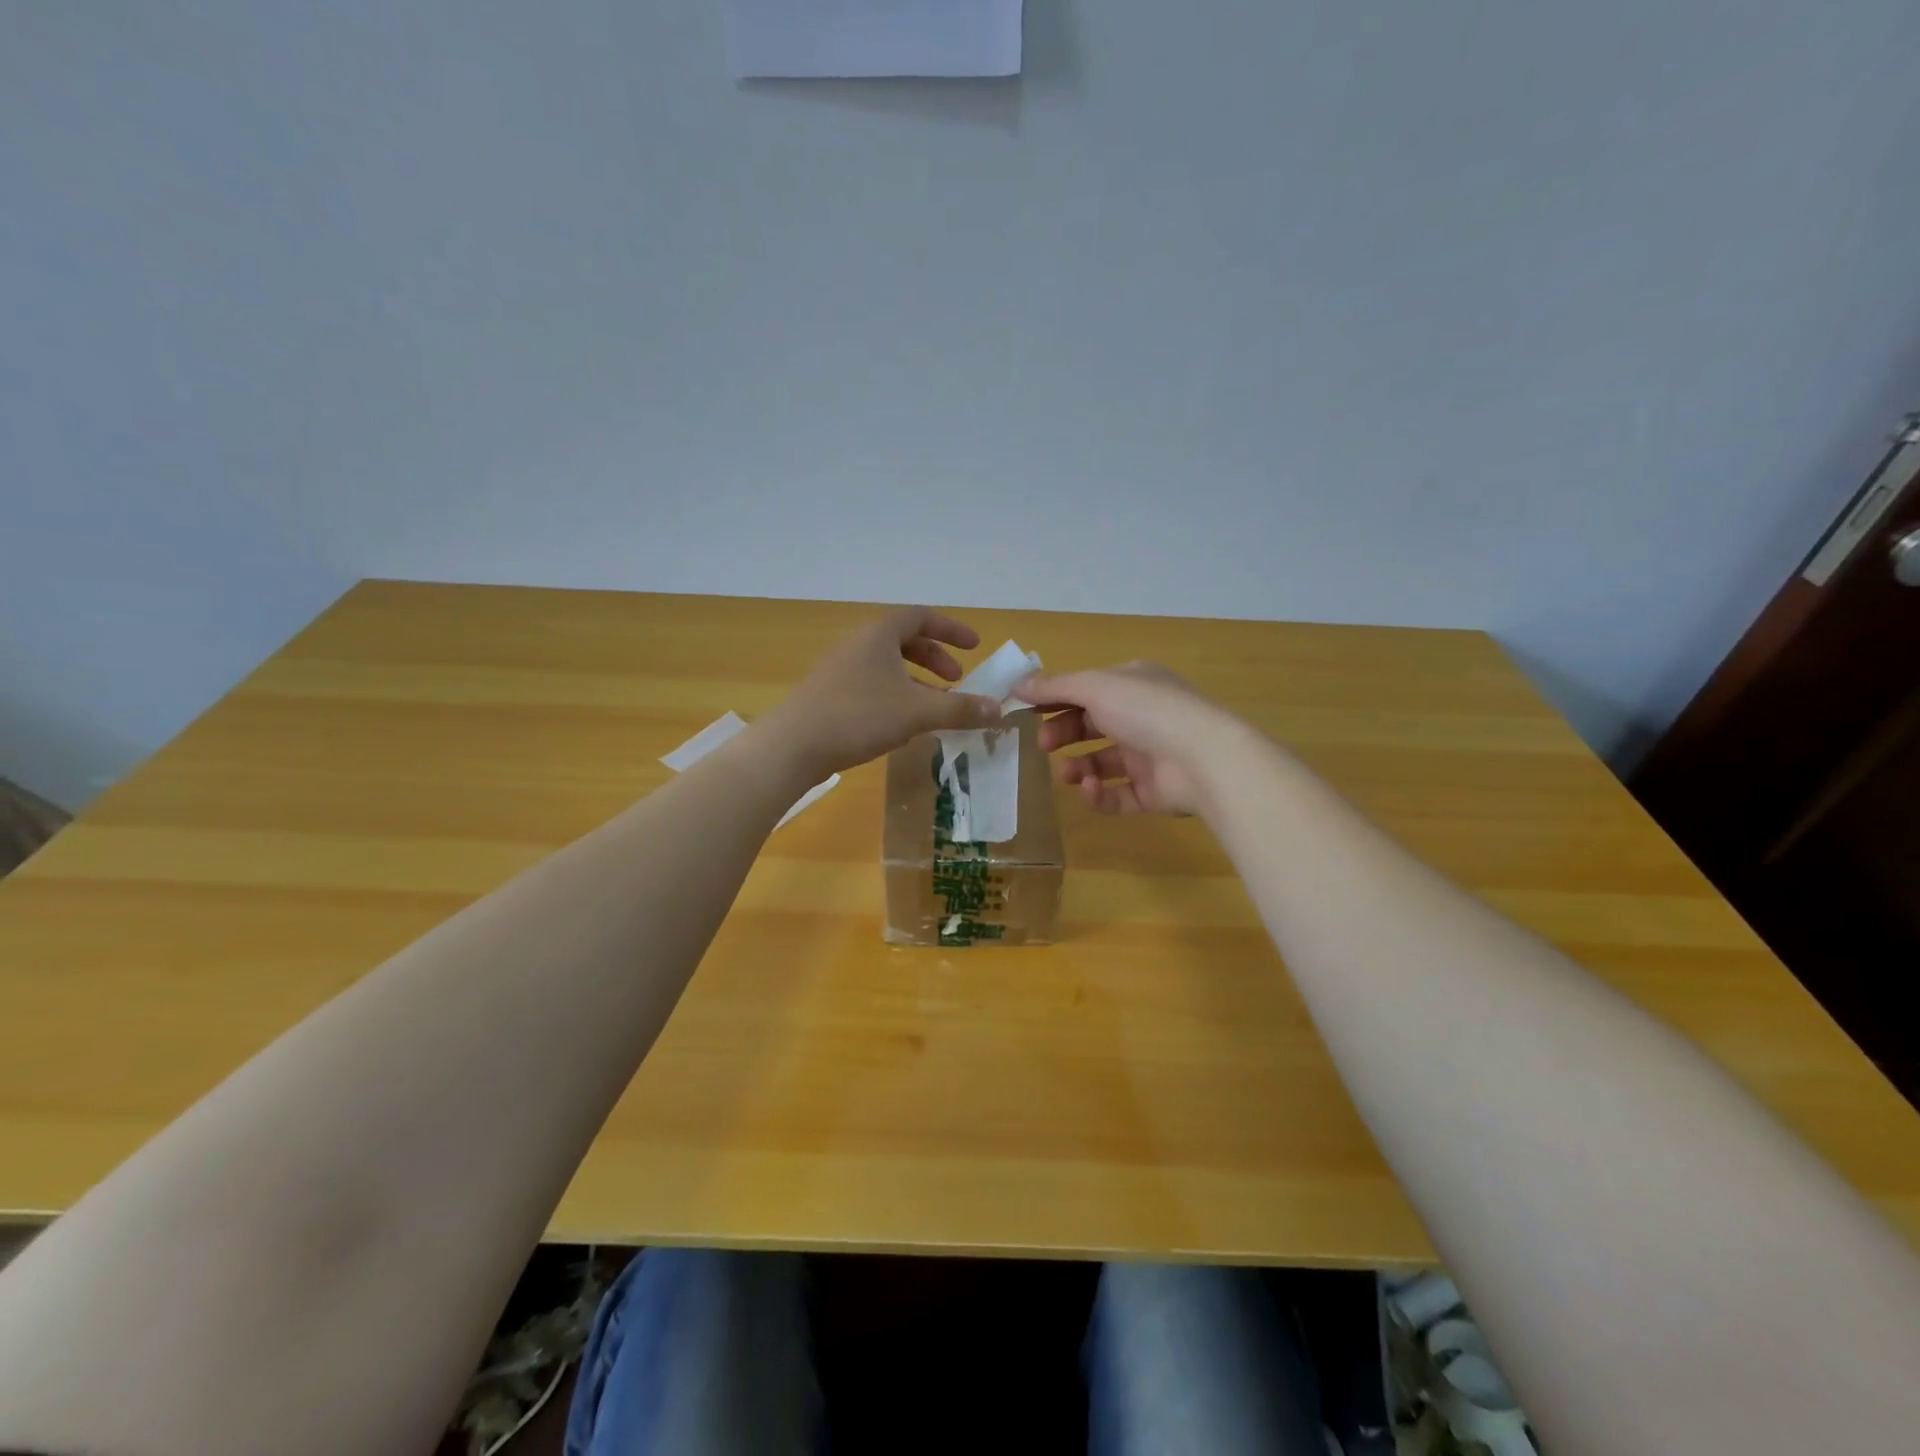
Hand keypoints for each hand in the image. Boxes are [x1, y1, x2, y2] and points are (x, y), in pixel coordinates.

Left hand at [765, 608, 1003, 777]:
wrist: (793, 745)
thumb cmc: (859, 716)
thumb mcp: (917, 712)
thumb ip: (960, 710)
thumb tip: (998, 710)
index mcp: (879, 634)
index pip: (921, 617)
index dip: (951, 630)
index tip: (975, 646)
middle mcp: (859, 644)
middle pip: (904, 640)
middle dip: (935, 657)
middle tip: (956, 681)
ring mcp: (841, 669)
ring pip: (888, 665)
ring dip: (917, 681)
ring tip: (936, 707)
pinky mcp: (830, 694)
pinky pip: (873, 684)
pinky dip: (897, 695)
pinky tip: (903, 723)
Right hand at [1023, 662, 1240, 815]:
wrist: (1203, 758)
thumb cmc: (1146, 710)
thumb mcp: (1094, 687)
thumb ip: (1054, 687)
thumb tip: (1016, 684)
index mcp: (1133, 684)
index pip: (1086, 689)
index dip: (1054, 699)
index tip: (1024, 711)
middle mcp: (1143, 716)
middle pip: (1091, 725)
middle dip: (1063, 734)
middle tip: (1043, 745)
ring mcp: (1151, 755)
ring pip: (1103, 762)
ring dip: (1080, 767)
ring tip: (1067, 774)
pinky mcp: (1155, 792)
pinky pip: (1118, 794)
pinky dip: (1100, 794)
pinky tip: (1090, 789)